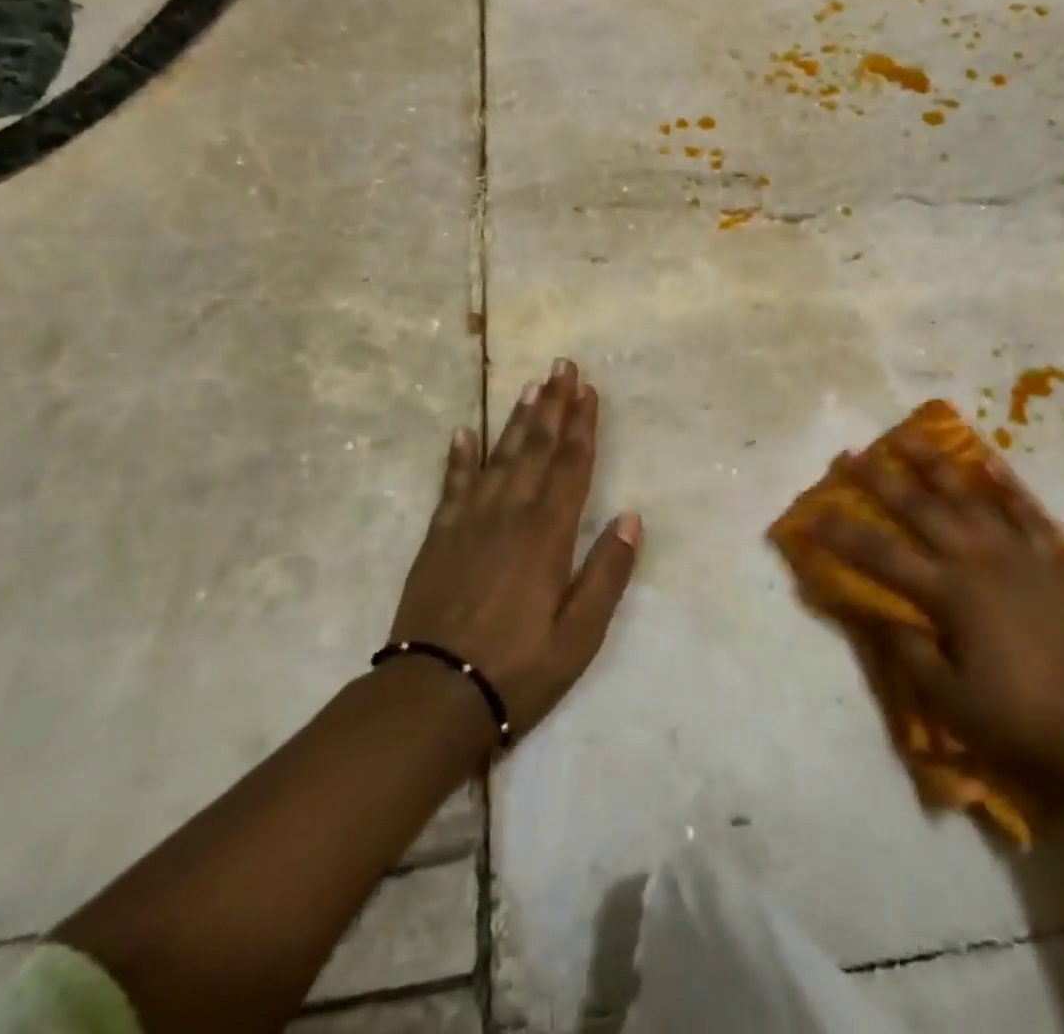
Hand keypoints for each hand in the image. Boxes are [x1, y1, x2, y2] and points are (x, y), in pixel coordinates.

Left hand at [389, 359, 640, 743]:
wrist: (432, 697)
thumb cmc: (518, 668)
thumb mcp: (580, 634)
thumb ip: (607, 573)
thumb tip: (631, 517)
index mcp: (547, 534)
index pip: (571, 466)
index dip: (582, 425)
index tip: (588, 389)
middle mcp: (510, 515)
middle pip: (536, 448)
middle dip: (552, 405)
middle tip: (561, 366)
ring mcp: (469, 522)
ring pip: (499, 457)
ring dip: (517, 421)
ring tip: (529, 387)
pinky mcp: (439, 537)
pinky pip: (452, 485)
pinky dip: (458, 457)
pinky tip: (464, 432)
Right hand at [807, 441, 1063, 785]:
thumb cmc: (1018, 721)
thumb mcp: (950, 700)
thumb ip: (910, 651)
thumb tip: (880, 614)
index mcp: (951, 593)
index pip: (882, 555)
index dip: (842, 535)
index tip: (812, 516)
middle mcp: (980, 560)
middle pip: (921, 509)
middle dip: (880, 480)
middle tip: (851, 455)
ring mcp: (1020, 555)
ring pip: (970, 497)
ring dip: (936, 466)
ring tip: (910, 438)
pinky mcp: (1052, 563)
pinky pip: (1027, 514)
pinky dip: (1007, 489)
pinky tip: (990, 467)